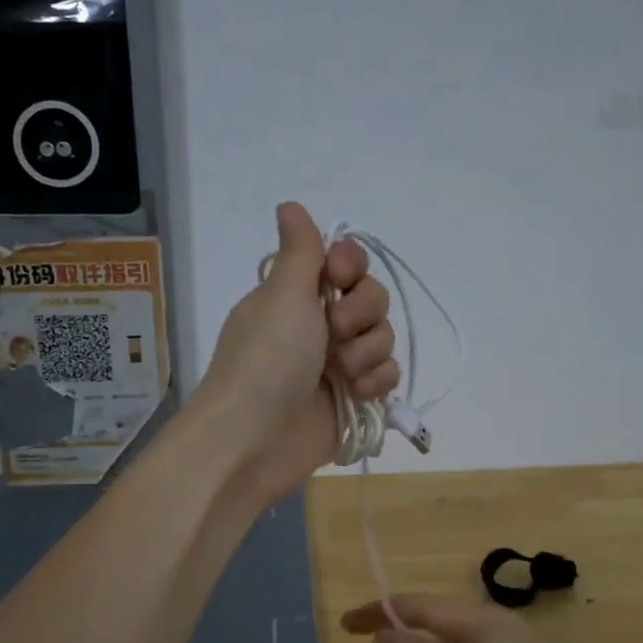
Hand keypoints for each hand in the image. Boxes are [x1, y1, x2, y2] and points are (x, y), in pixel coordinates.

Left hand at [194, 202, 397, 507]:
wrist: (255, 438)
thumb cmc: (267, 359)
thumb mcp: (282, 295)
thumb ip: (300, 250)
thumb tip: (290, 204)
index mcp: (297, 296)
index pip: (345, 264)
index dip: (352, 267)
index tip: (340, 276)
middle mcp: (319, 325)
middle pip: (371, 299)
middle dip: (362, 314)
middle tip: (334, 333)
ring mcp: (337, 364)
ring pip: (383, 338)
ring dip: (368, 352)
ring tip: (343, 374)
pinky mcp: (353, 398)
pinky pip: (387, 376)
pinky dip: (376, 383)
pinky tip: (357, 394)